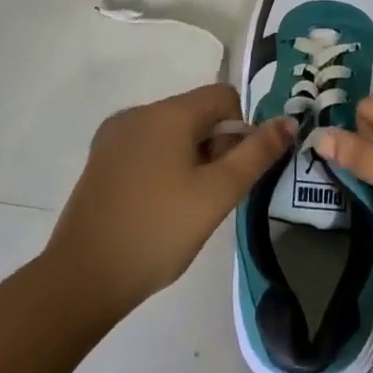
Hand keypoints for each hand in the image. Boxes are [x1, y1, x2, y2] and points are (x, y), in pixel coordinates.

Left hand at [46, 84, 293, 315]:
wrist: (84, 276)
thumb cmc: (159, 230)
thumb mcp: (217, 194)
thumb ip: (256, 154)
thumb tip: (288, 121)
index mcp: (167, 113)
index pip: (223, 96)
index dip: (241, 129)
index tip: (234, 172)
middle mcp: (138, 113)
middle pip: (196, 113)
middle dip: (215, 146)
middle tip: (213, 196)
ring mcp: (114, 136)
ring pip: (171, 133)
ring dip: (190, 159)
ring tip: (186, 207)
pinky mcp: (100, 160)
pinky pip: (146, 148)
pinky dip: (163, 167)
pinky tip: (159, 207)